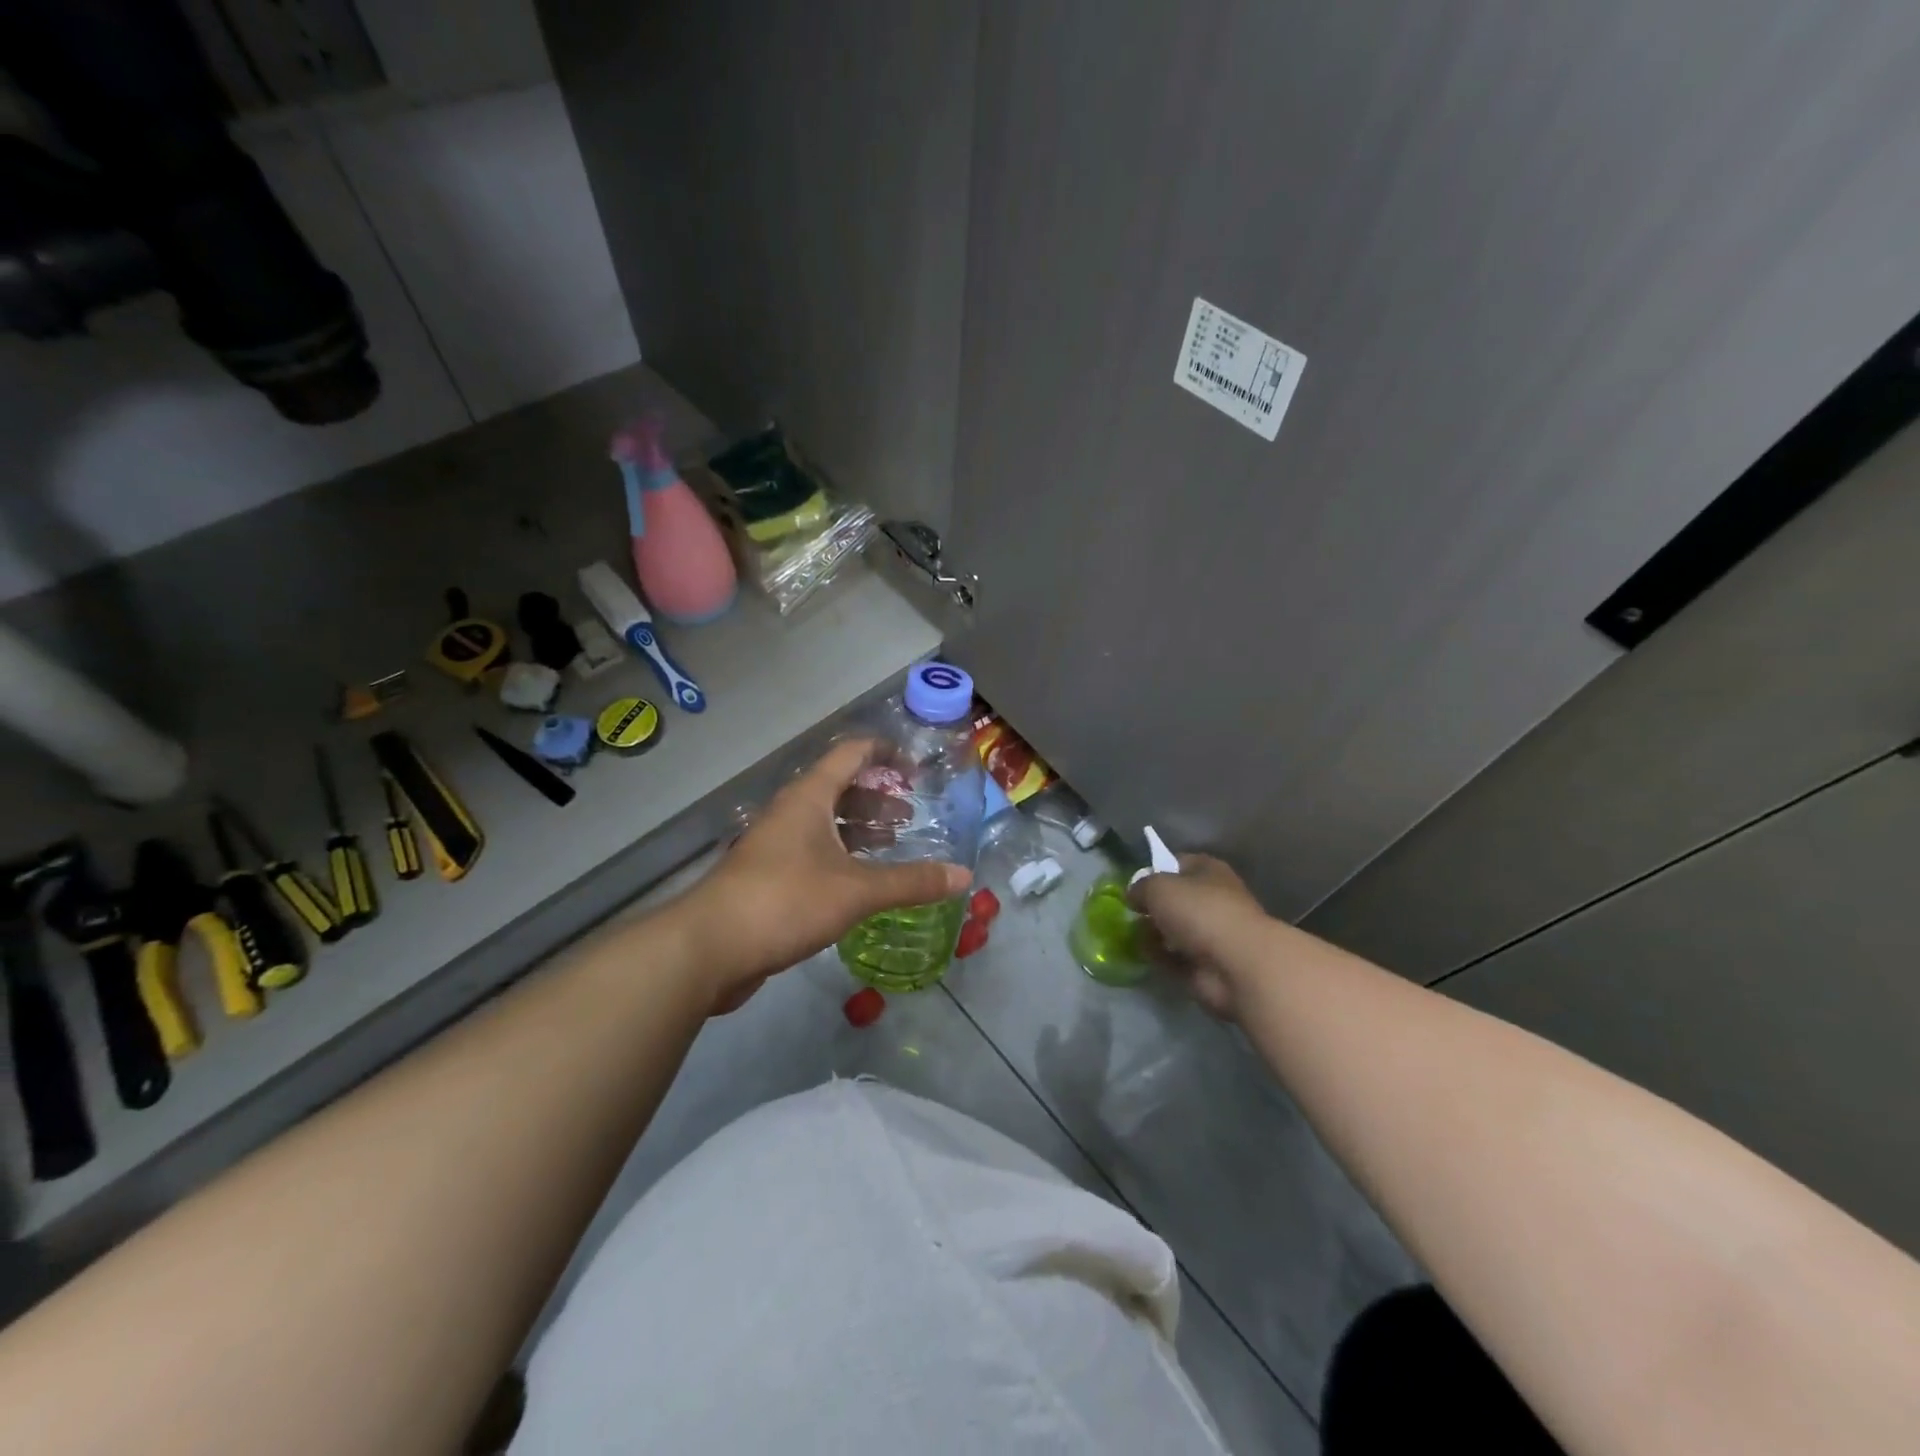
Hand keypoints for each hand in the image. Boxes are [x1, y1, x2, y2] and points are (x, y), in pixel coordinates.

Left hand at [674, 739, 971, 1011]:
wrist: (709, 948)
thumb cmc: (785, 900)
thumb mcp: (856, 890)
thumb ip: (912, 881)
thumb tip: (965, 876)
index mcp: (809, 798)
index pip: (850, 754)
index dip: (885, 752)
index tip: (915, 767)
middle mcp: (792, 813)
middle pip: (840, 789)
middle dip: (878, 798)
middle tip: (912, 815)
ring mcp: (776, 845)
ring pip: (827, 824)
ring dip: (861, 829)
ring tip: (894, 844)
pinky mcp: (770, 877)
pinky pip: (815, 853)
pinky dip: (844, 857)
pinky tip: (862, 882)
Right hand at [1129, 854, 1269, 1019]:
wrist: (1236, 964)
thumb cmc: (1199, 911)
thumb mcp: (1158, 887)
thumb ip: (1140, 887)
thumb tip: (1133, 896)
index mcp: (1208, 871)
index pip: (1177, 863)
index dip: (1154, 871)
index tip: (1132, 884)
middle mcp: (1212, 899)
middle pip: (1175, 899)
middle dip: (1151, 907)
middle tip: (1128, 913)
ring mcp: (1211, 934)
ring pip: (1173, 929)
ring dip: (1153, 933)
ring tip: (1130, 935)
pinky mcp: (1206, 965)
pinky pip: (1175, 957)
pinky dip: (1160, 957)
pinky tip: (1143, 955)